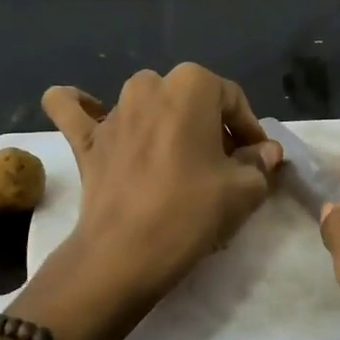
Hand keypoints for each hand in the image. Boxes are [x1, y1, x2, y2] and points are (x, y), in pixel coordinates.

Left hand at [22, 65, 282, 339]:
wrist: (125, 254)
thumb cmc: (191, 211)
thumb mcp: (244, 190)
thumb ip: (259, 163)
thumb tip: (265, 153)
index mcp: (192, 85)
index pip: (232, 100)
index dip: (250, 130)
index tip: (257, 160)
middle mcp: (149, 85)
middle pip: (190, 100)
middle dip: (209, 126)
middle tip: (222, 166)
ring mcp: (112, 110)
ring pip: (144, 103)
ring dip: (161, 121)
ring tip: (177, 158)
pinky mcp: (84, 139)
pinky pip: (74, 111)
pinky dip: (81, 107)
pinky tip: (91, 113)